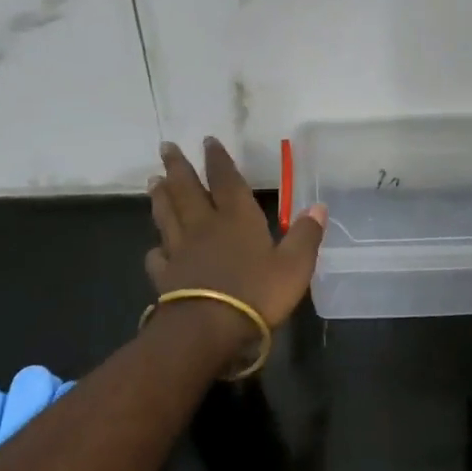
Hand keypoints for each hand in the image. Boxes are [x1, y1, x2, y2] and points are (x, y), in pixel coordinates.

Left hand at [145, 138, 327, 332]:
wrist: (207, 330)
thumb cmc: (256, 294)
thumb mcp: (294, 266)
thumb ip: (305, 235)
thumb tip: (319, 206)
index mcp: (237, 218)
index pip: (226, 181)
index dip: (218, 160)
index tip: (207, 140)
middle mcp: (205, 227)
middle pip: (187, 190)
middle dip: (178, 167)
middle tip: (166, 146)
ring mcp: (181, 251)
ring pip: (168, 216)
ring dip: (161, 196)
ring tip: (153, 180)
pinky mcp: (165, 277)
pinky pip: (158, 257)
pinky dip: (156, 249)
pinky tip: (155, 249)